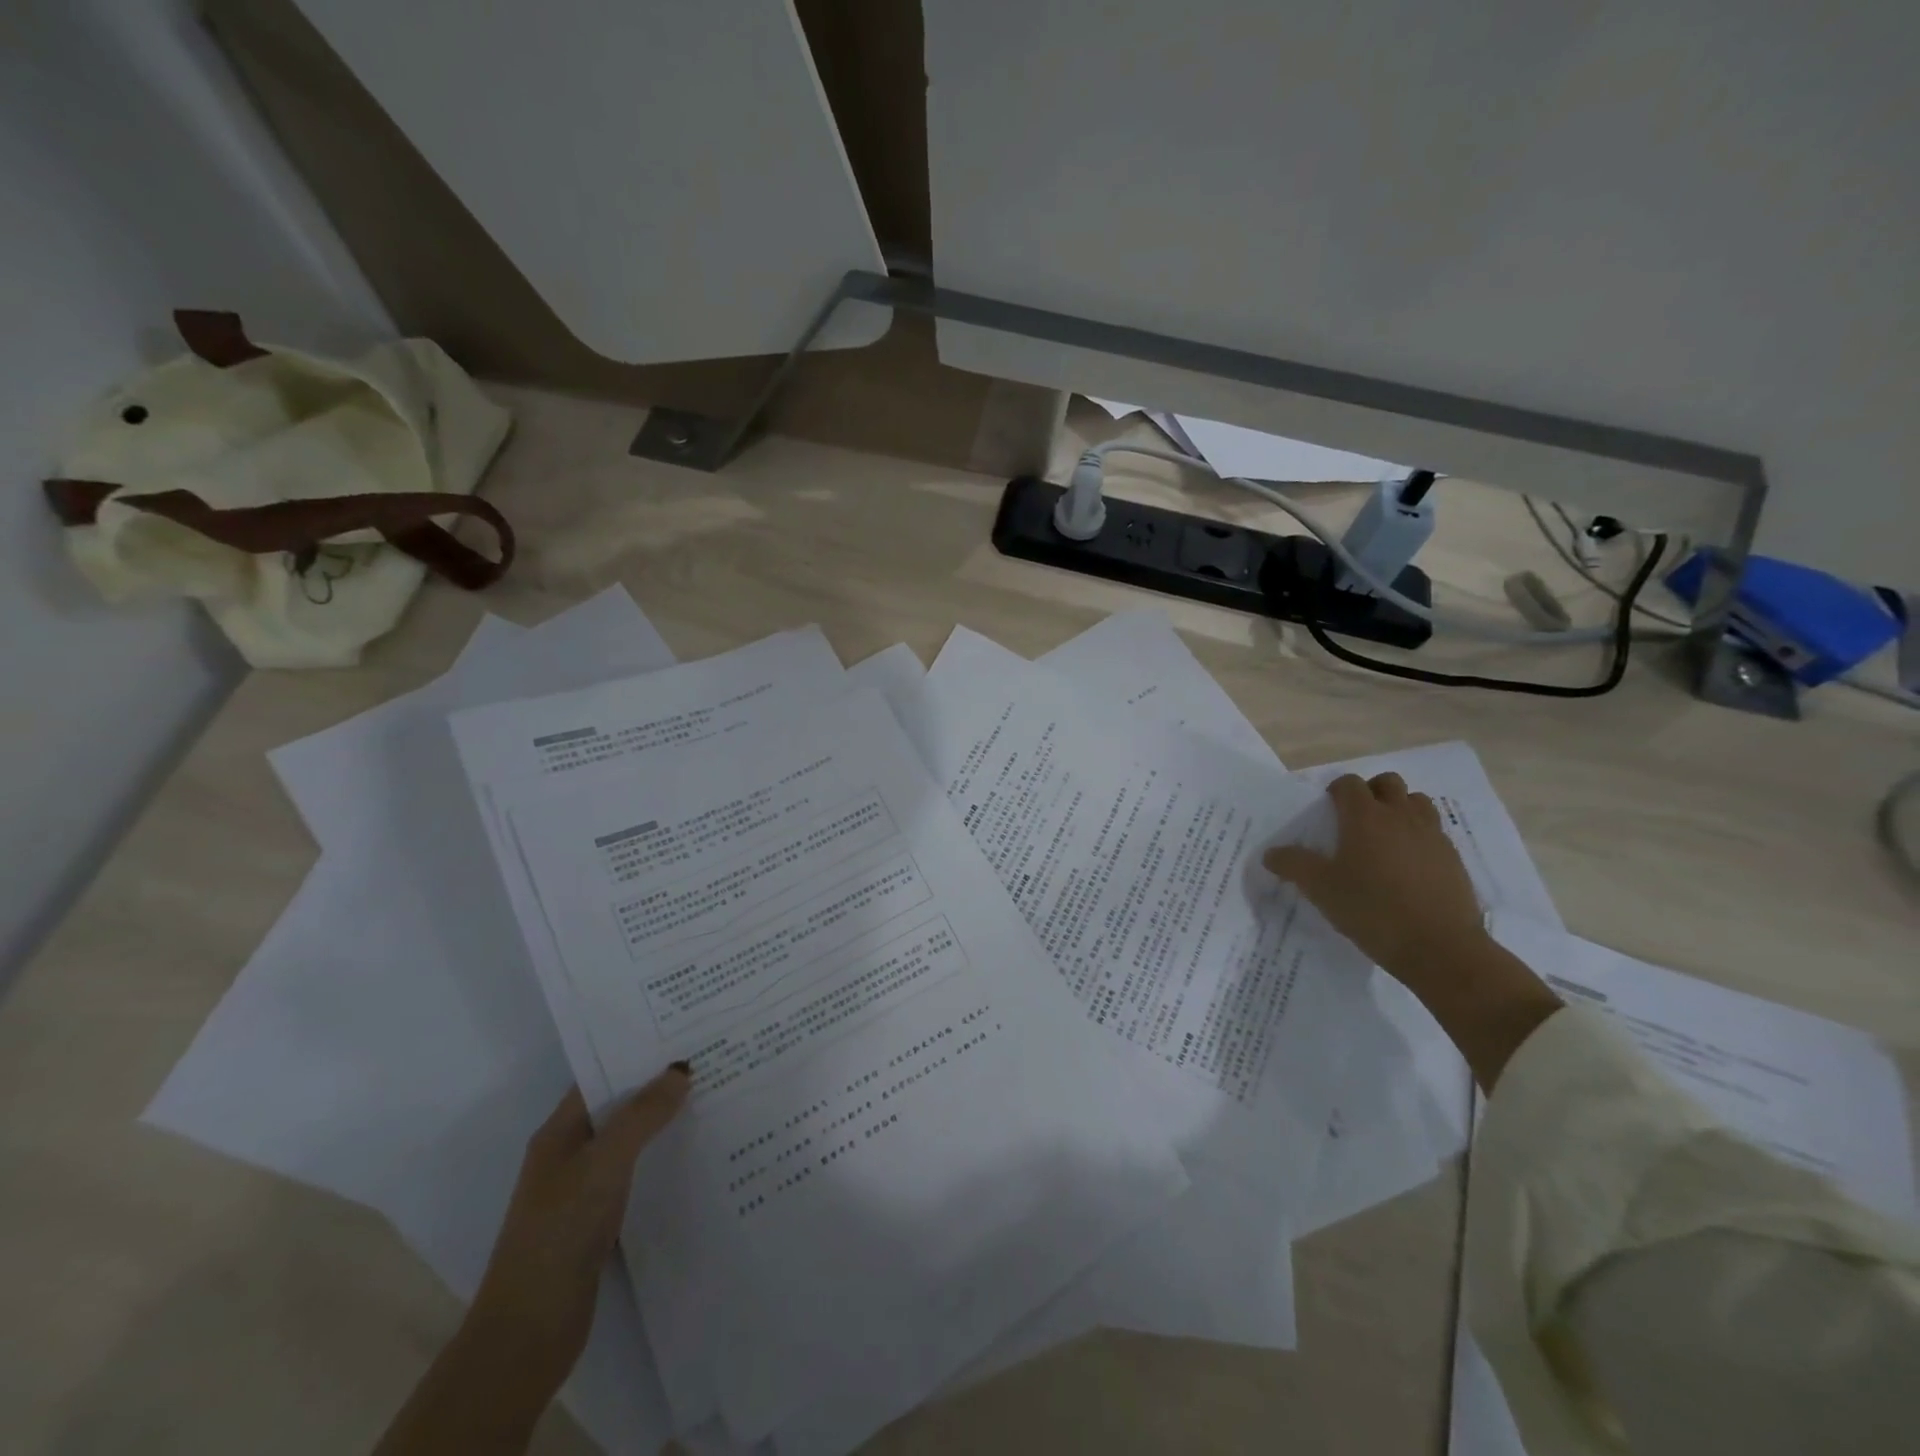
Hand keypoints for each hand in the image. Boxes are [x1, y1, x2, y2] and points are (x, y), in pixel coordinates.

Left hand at [469, 1066, 690, 1391]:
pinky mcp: (600, 1222)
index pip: (602, 1077)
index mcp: (560, 1132)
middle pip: (620, 1107)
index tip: (684, 1033)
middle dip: (659, 1086)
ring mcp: (584, 1190)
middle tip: (712, 1060)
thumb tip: (681, 1069)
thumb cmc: (561, 1231)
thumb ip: (643, 1114)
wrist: (529, 1331)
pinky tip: (698, 1156)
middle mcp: (570, 1154)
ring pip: (632, 1142)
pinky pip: (638, 1175)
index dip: (638, 1054)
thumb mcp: (604, 1162)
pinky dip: (663, 1161)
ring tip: (715, 1098)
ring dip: (665, 1124)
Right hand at [1264, 771, 1487, 985]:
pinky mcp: (1453, 858)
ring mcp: (1432, 835)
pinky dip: (1419, 836)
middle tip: (1355, 819)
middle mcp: (1401, 816)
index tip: (1326, 811)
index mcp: (1365, 817)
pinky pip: (1434, 832)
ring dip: (1400, 809)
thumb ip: (1293, 865)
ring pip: (1417, 802)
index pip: (1349, 784)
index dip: (1335, 791)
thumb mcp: (1321, 890)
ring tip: (1384, 837)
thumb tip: (1271, 853)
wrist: (1440, 948)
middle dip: (1371, 792)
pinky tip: (1408, 866)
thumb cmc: (1372, 910)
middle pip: (1388, 783)